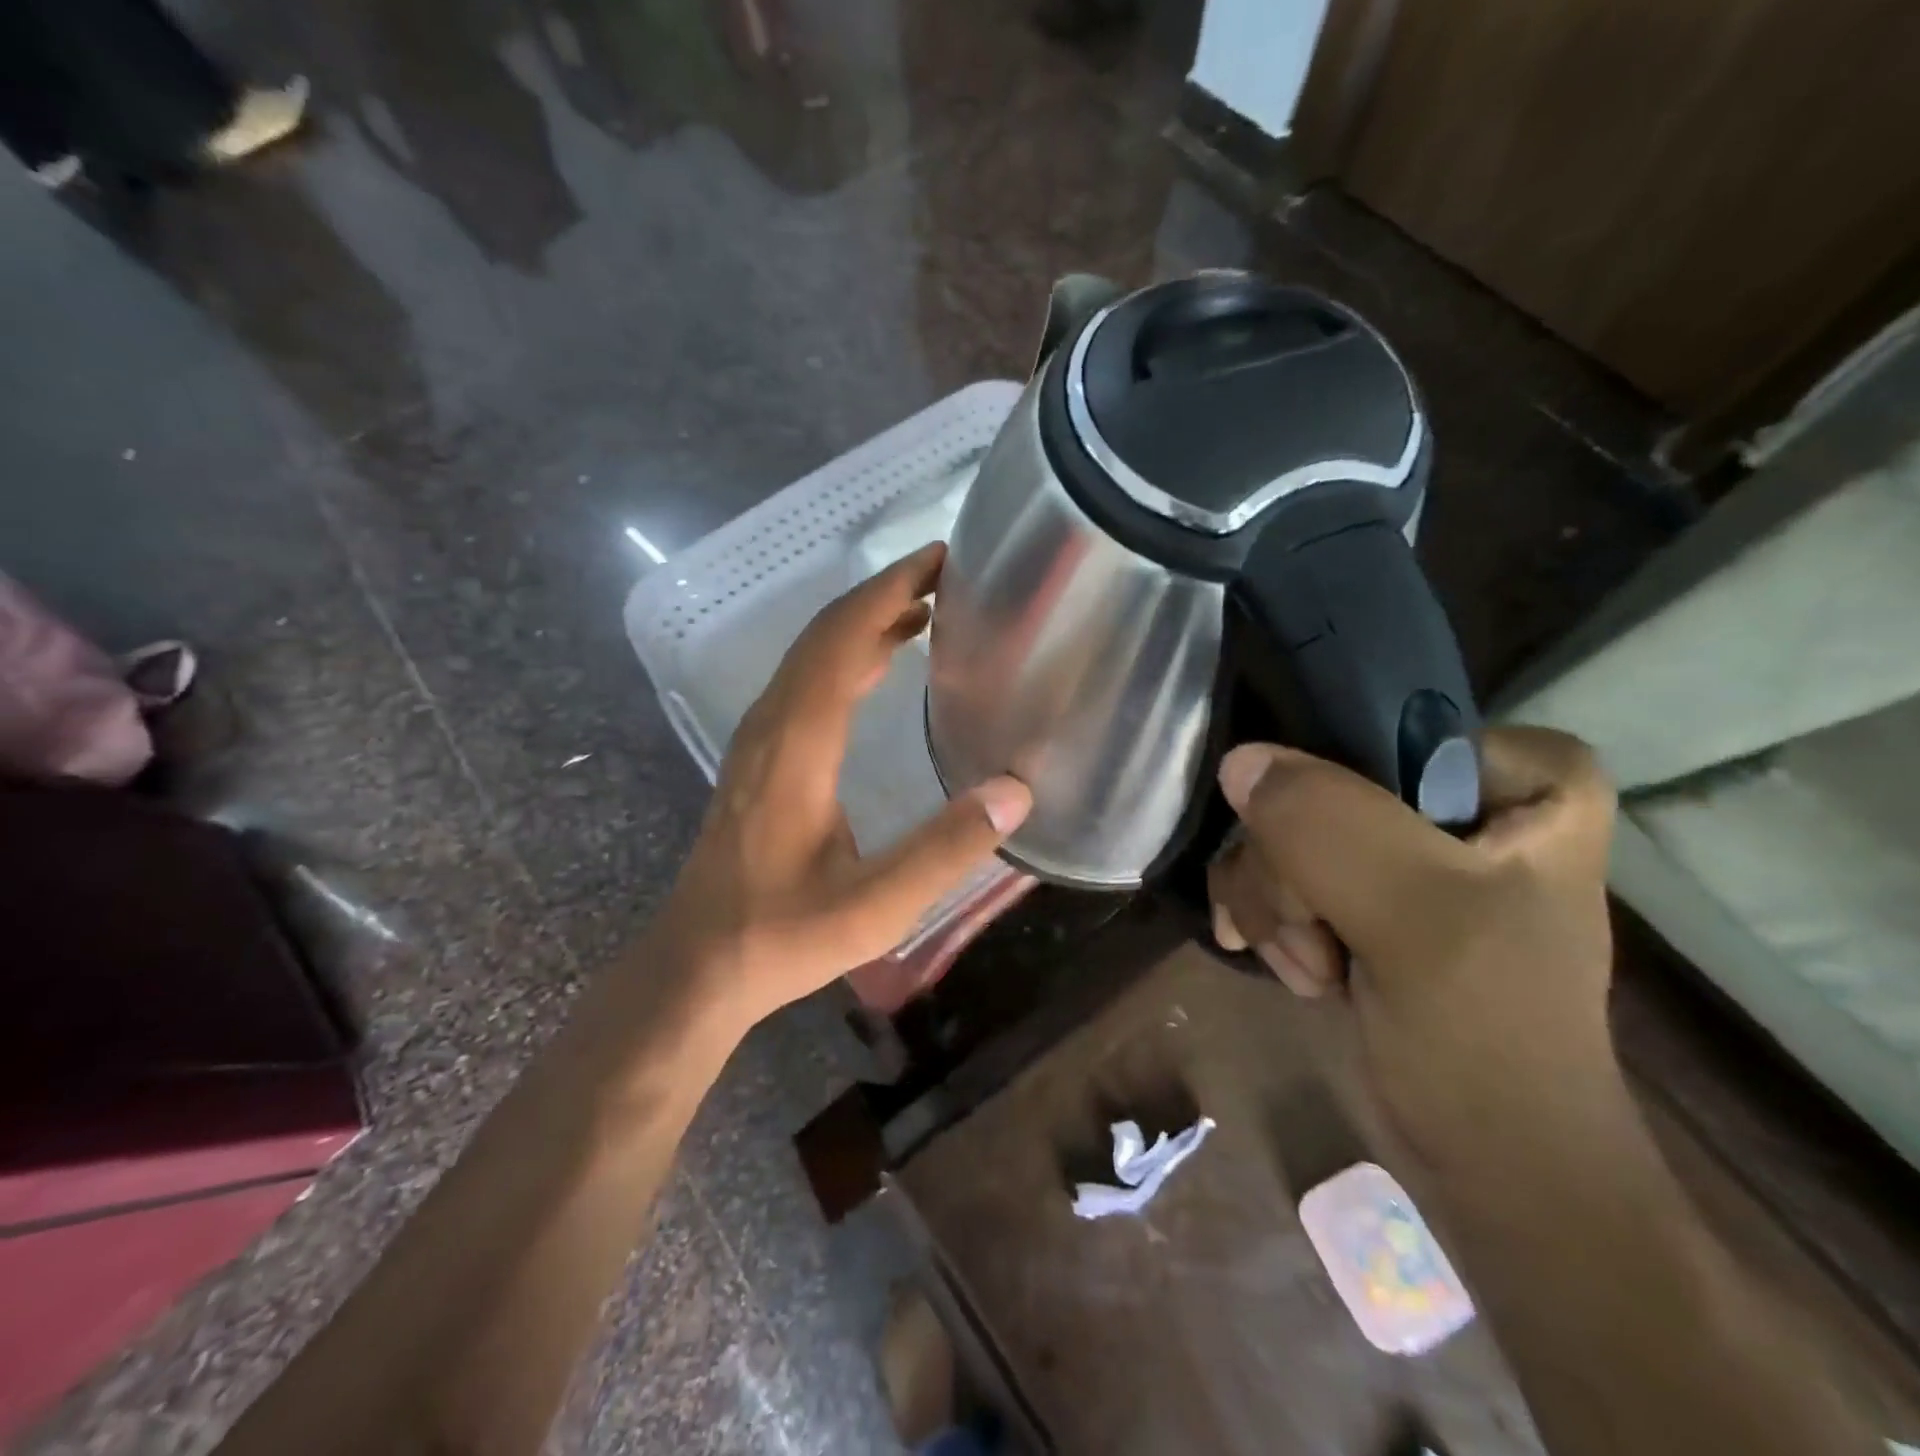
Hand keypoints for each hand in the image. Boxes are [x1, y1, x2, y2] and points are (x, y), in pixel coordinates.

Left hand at [658, 544, 1031, 1031]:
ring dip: (864, 622)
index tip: (938, 560)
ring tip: (923, 608)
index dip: (889, 592)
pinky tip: (878, 664)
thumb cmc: (782, 935)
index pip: (842, 641)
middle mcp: (772, 726)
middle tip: (943, 573)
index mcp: (797, 745)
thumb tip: (1016, 792)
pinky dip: (845, 655)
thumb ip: (945, 849)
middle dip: (882, 594)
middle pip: (823, 635)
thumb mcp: (875, 905)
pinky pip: (804, 683)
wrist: (698, 964)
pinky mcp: (760, 759)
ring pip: (811, 656)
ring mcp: (759, 741)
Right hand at [1207, 726, 1619, 1171]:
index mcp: (1516, 775)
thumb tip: (1238, 763)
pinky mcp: (1357, 888)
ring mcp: (1399, 844)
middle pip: (1313, 786)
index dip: (1333, 794)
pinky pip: (1270, 865)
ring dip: (1274, 906)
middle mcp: (1456, 795)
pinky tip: (1290, 966)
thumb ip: (1330, 827)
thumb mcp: (1418, 919)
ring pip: (1278, 828)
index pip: (1374, 728)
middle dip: (1293, 874)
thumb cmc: (1487, 1036)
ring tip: (1313, 967)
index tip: (1335, 870)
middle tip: (1321, 937)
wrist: (1489, 1155)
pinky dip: (1264, 920)